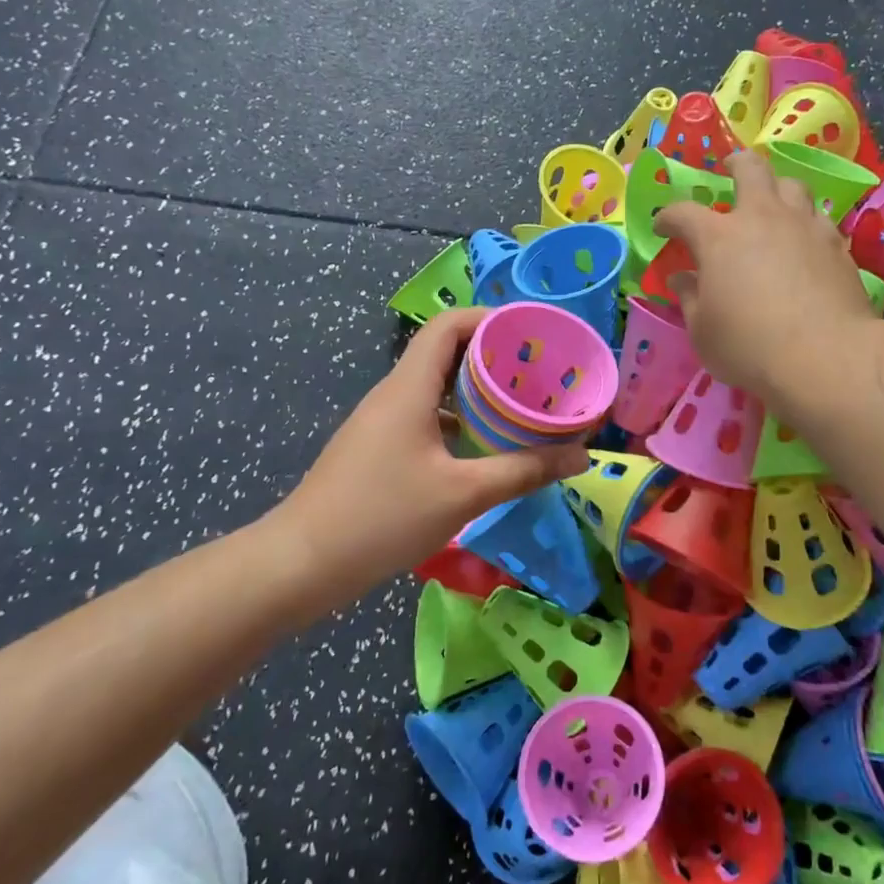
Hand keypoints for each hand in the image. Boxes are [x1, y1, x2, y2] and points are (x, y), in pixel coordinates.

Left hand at [282, 309, 588, 589]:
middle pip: (446, 352)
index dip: (491, 319)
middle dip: (493, 356)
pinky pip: (425, 415)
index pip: (449, 325)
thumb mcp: (463, 494)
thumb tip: (581, 455)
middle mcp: (394, 394)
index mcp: (409, 387)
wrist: (302, 564)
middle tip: (539, 372)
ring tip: (521, 405)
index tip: (532, 333)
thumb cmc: (382, 517)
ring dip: (476, 390)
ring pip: (436, 387)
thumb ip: (524, 470)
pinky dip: (458, 419)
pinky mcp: (378, 447)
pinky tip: (484, 446)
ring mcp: (382, 421)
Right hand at [652, 148, 873, 395]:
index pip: (683, 213)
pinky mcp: (837, 245)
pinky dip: (806, 221)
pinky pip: (819, 218)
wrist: (824, 355)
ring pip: (792, 185)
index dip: (668, 217)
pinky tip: (805, 240)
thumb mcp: (702, 331)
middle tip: (729, 169)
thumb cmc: (748, 346)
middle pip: (750, 169)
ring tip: (773, 203)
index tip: (662, 227)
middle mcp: (762, 218)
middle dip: (735, 164)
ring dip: (777, 189)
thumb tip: (681, 279)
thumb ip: (690, 299)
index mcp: (718, 238)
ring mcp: (804, 227)